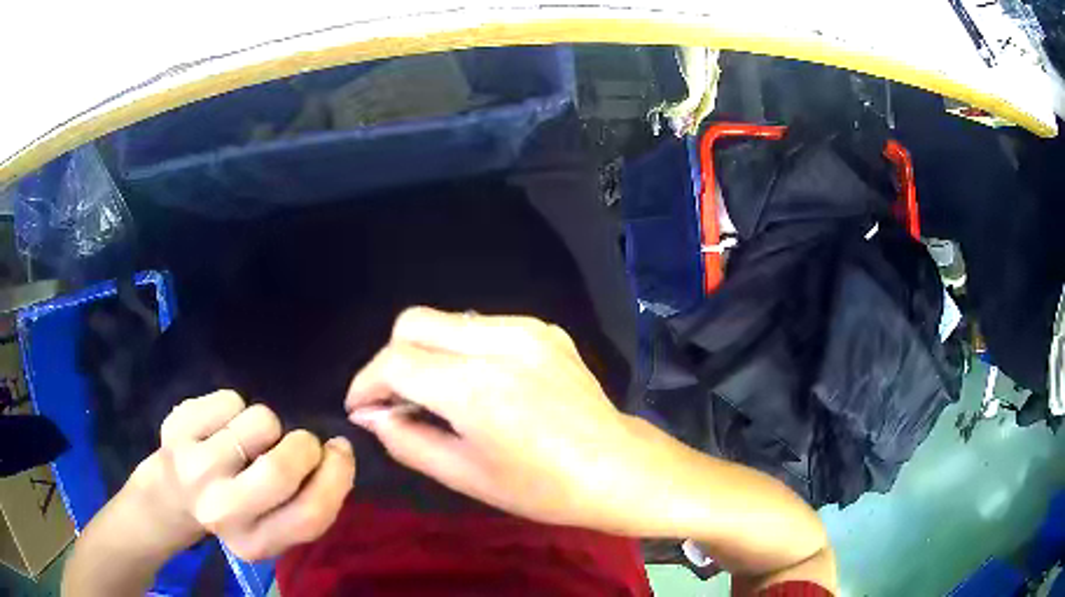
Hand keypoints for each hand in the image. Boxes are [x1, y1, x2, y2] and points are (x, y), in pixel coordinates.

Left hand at [124, 391, 354, 559]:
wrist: (171, 495)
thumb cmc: (232, 510)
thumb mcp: (274, 527)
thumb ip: (307, 503)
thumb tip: (336, 453)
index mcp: (254, 545)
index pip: (310, 514)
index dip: (336, 476)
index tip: (339, 451)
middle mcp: (221, 511)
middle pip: (281, 468)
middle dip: (303, 444)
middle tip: (298, 442)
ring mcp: (193, 468)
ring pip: (259, 422)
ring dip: (266, 425)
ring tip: (248, 439)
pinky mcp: (176, 428)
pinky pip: (230, 399)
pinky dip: (235, 407)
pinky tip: (220, 426)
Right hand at [345, 307, 659, 532]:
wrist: (617, 468)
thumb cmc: (541, 488)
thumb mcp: (463, 475)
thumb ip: (405, 439)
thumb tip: (370, 414)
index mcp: (475, 388)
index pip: (395, 361)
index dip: (367, 383)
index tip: (362, 408)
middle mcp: (498, 344)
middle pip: (414, 322)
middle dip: (392, 359)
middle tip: (396, 400)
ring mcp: (526, 330)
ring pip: (447, 320)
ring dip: (427, 351)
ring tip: (437, 393)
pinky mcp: (545, 330)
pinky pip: (482, 326)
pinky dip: (462, 349)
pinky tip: (480, 383)